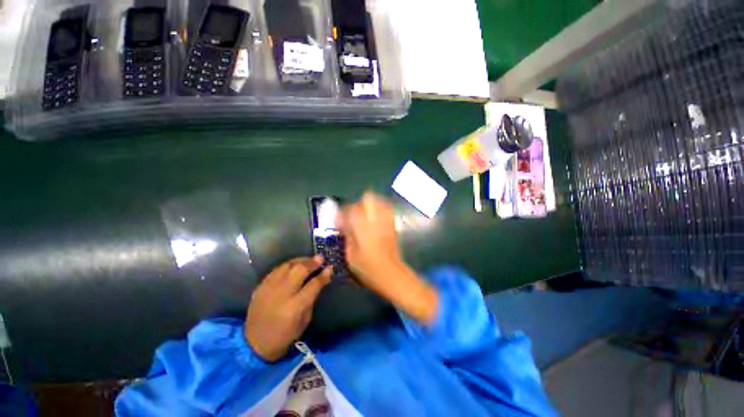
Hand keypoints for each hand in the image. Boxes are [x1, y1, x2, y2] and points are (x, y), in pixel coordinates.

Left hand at [245, 257, 331, 361]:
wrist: (253, 344)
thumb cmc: (284, 336)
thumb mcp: (304, 321)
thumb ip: (312, 298)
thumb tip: (320, 280)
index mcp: (294, 307)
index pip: (313, 284)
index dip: (323, 274)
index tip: (330, 267)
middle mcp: (281, 294)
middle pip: (299, 270)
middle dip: (312, 262)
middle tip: (320, 258)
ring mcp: (268, 289)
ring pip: (287, 266)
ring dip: (300, 261)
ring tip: (309, 260)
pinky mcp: (260, 287)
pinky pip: (276, 269)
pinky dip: (288, 265)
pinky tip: (294, 265)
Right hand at [338, 192, 437, 324]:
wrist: (391, 274)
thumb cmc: (368, 269)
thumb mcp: (351, 255)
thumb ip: (347, 236)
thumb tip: (344, 225)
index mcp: (362, 227)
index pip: (351, 209)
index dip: (342, 213)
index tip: (339, 220)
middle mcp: (375, 219)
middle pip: (368, 198)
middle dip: (358, 204)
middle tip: (352, 215)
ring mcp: (386, 221)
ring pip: (379, 201)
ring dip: (369, 205)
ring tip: (363, 215)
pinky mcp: (392, 225)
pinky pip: (387, 209)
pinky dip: (379, 209)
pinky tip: (374, 218)